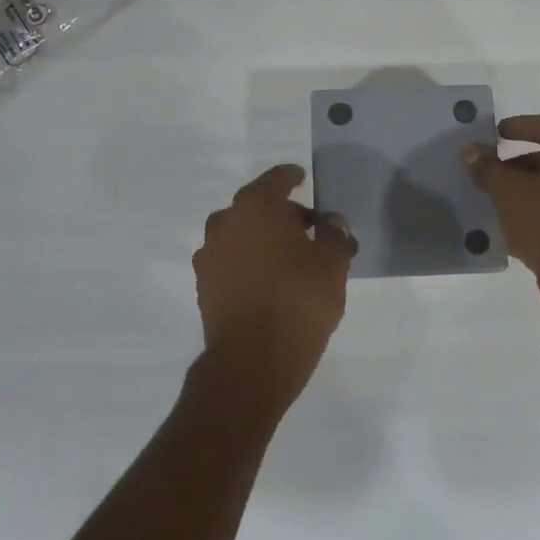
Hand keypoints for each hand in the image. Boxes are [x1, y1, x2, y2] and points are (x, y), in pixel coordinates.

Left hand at [192, 165, 356, 414]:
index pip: (276, 179)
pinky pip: (231, 260)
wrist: (251, 362)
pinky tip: (268, 280)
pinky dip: (248, 261)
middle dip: (282, 213)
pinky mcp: (204, 285)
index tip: (303, 179)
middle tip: (309, 229)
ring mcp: (209, 254)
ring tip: (290, 258)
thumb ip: (335, 234)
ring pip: (241, 233)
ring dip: (263, 238)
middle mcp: (226, 222)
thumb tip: (330, 222)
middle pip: (257, 206)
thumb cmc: (298, 301)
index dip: (292, 177)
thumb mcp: (333, 264)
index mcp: (256, 206)